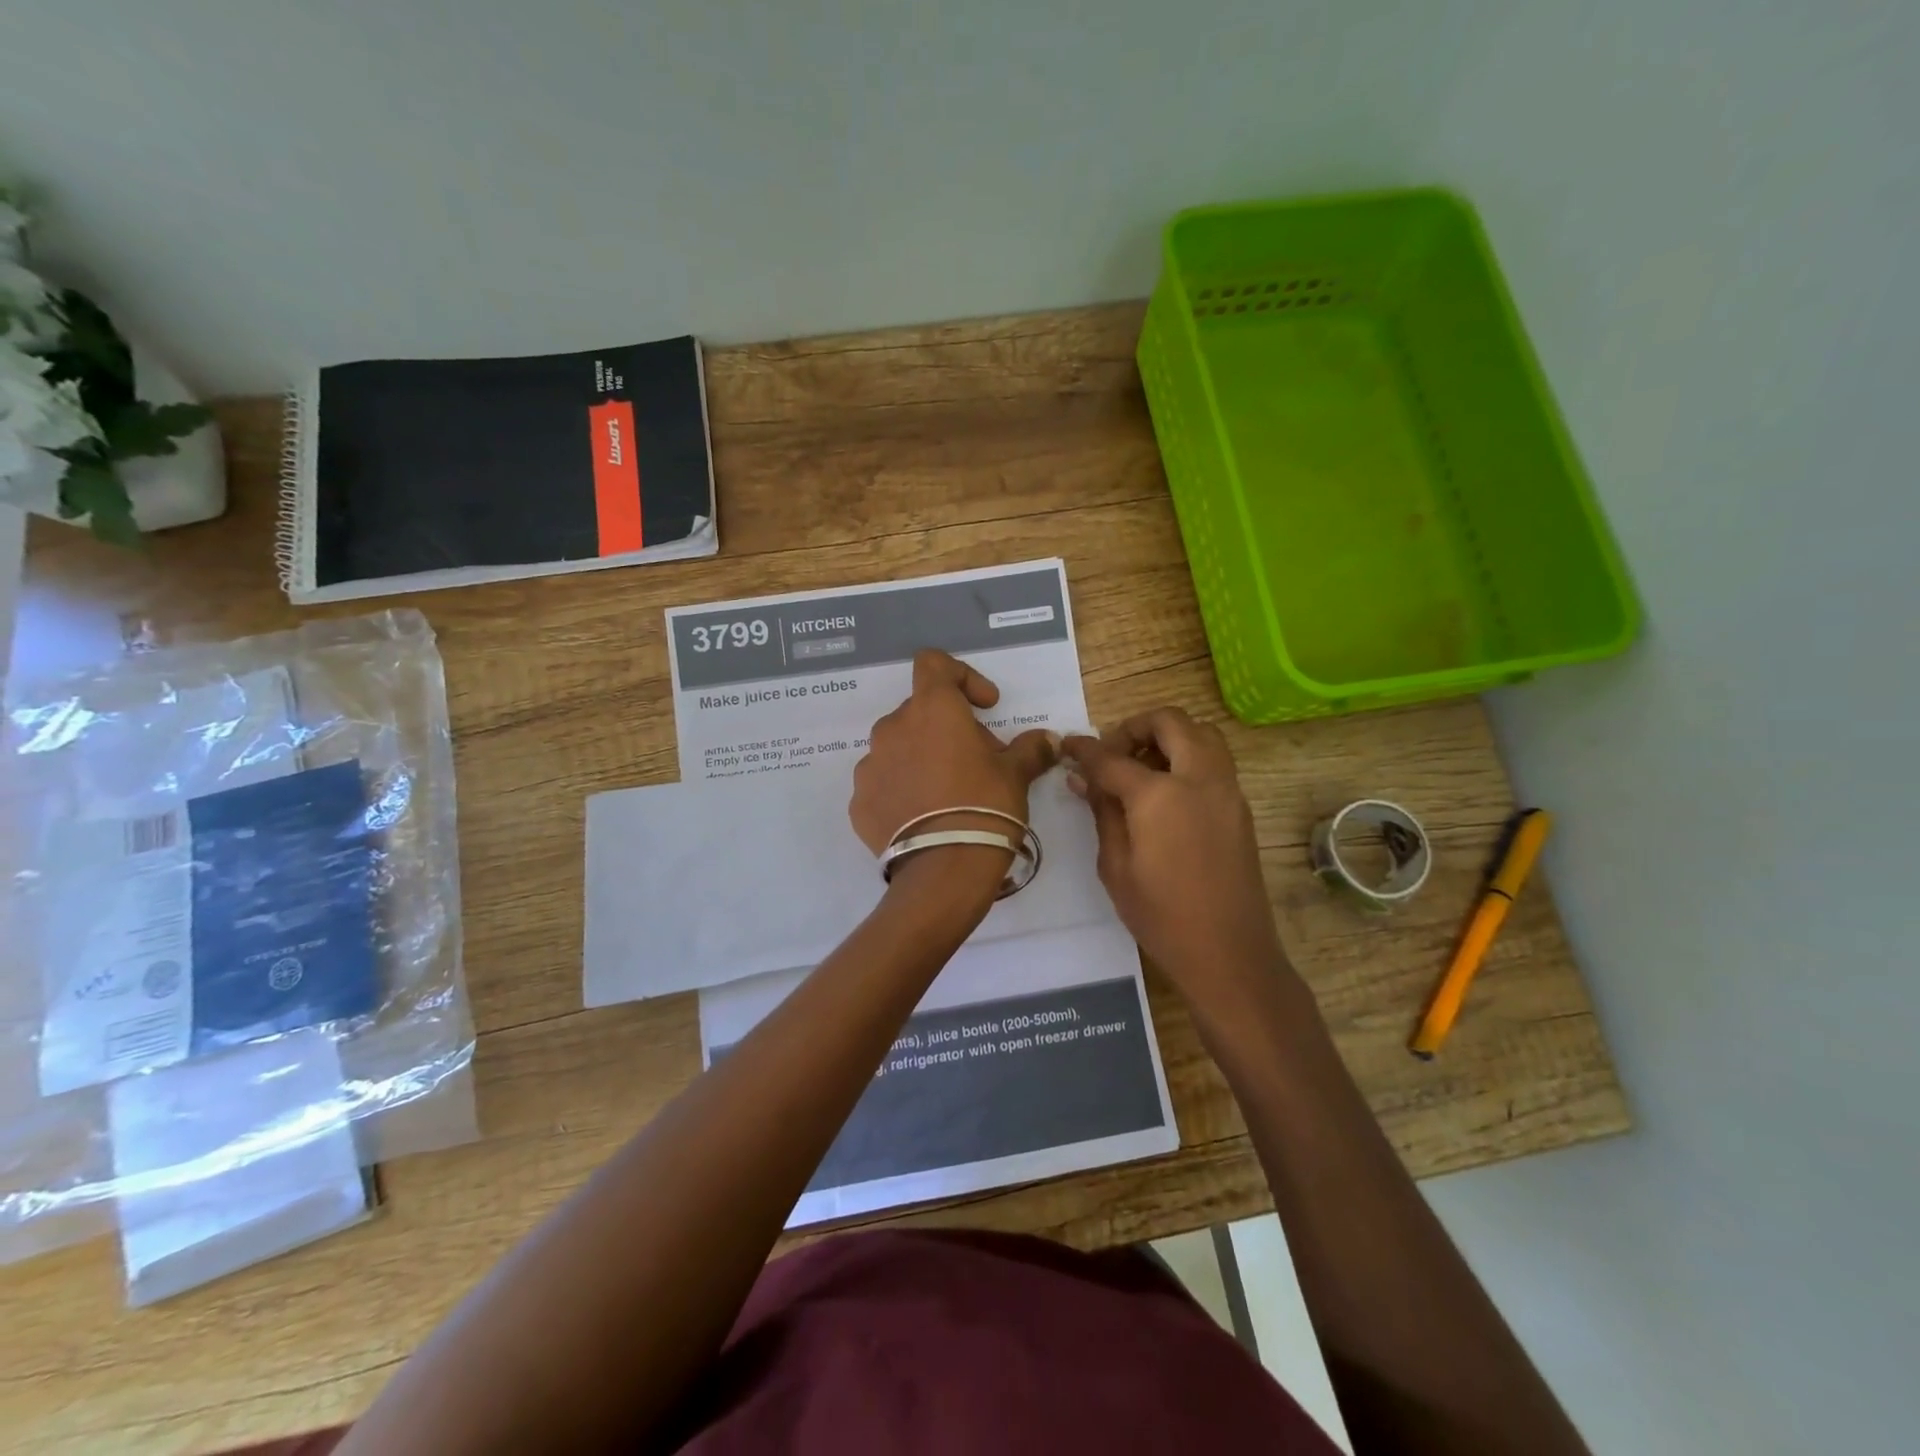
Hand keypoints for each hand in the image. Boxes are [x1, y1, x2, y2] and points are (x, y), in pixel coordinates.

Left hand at [851, 650, 1059, 894]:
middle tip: (977, 761)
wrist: (942, 871)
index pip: (934, 664)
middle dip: (948, 728)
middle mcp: (893, 728)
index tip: (984, 706)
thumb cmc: (984, 807)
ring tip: (947, 793)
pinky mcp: (859, 801)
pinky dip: (902, 790)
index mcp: (932, 709)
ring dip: (922, 758)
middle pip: (920, 711)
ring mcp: (870, 765)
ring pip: (899, 747)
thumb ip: (1031, 749)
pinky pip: (883, 783)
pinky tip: (924, 817)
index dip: (962, 676)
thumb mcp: (1016, 775)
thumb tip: (1049, 739)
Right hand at [1064, 709, 1286, 1011]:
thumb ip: (1102, 812)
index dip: (1085, 749)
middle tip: (1113, 752)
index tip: (1067, 746)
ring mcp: (1227, 791)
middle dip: (1136, 726)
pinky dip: (1187, 758)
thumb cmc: (1161, 915)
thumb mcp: (1116, 865)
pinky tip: (1164, 793)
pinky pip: (1214, 761)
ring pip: (1201, 734)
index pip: (1113, 757)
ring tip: (1140, 768)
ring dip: (1169, 737)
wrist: (1228, 952)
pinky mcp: (1240, 807)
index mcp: (1160, 795)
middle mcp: (1199, 779)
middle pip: (1171, 722)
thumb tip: (1083, 778)